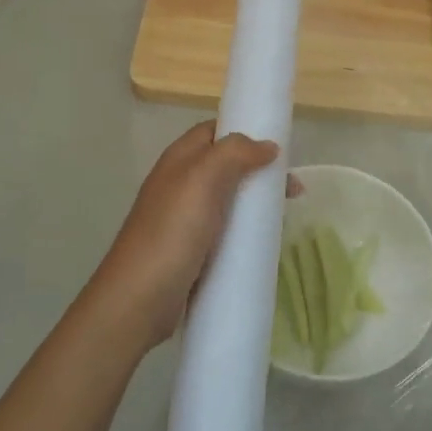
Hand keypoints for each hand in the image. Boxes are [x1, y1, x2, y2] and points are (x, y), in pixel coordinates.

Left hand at [81, 121, 278, 353]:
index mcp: (179, 160)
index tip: (279, 145)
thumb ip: (234, 153)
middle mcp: (179, 184)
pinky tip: (263, 241)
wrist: (138, 299)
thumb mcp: (203, 180)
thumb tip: (268, 146)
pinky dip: (245, 230)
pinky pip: (224, 230)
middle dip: (259, 170)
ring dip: (255, 201)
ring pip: (227, 199)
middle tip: (293, 188)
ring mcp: (183, 219)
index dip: (245, 131)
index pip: (214, 131)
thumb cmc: (172, 232)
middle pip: (226, 165)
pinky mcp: (190, 250)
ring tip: (285, 215)